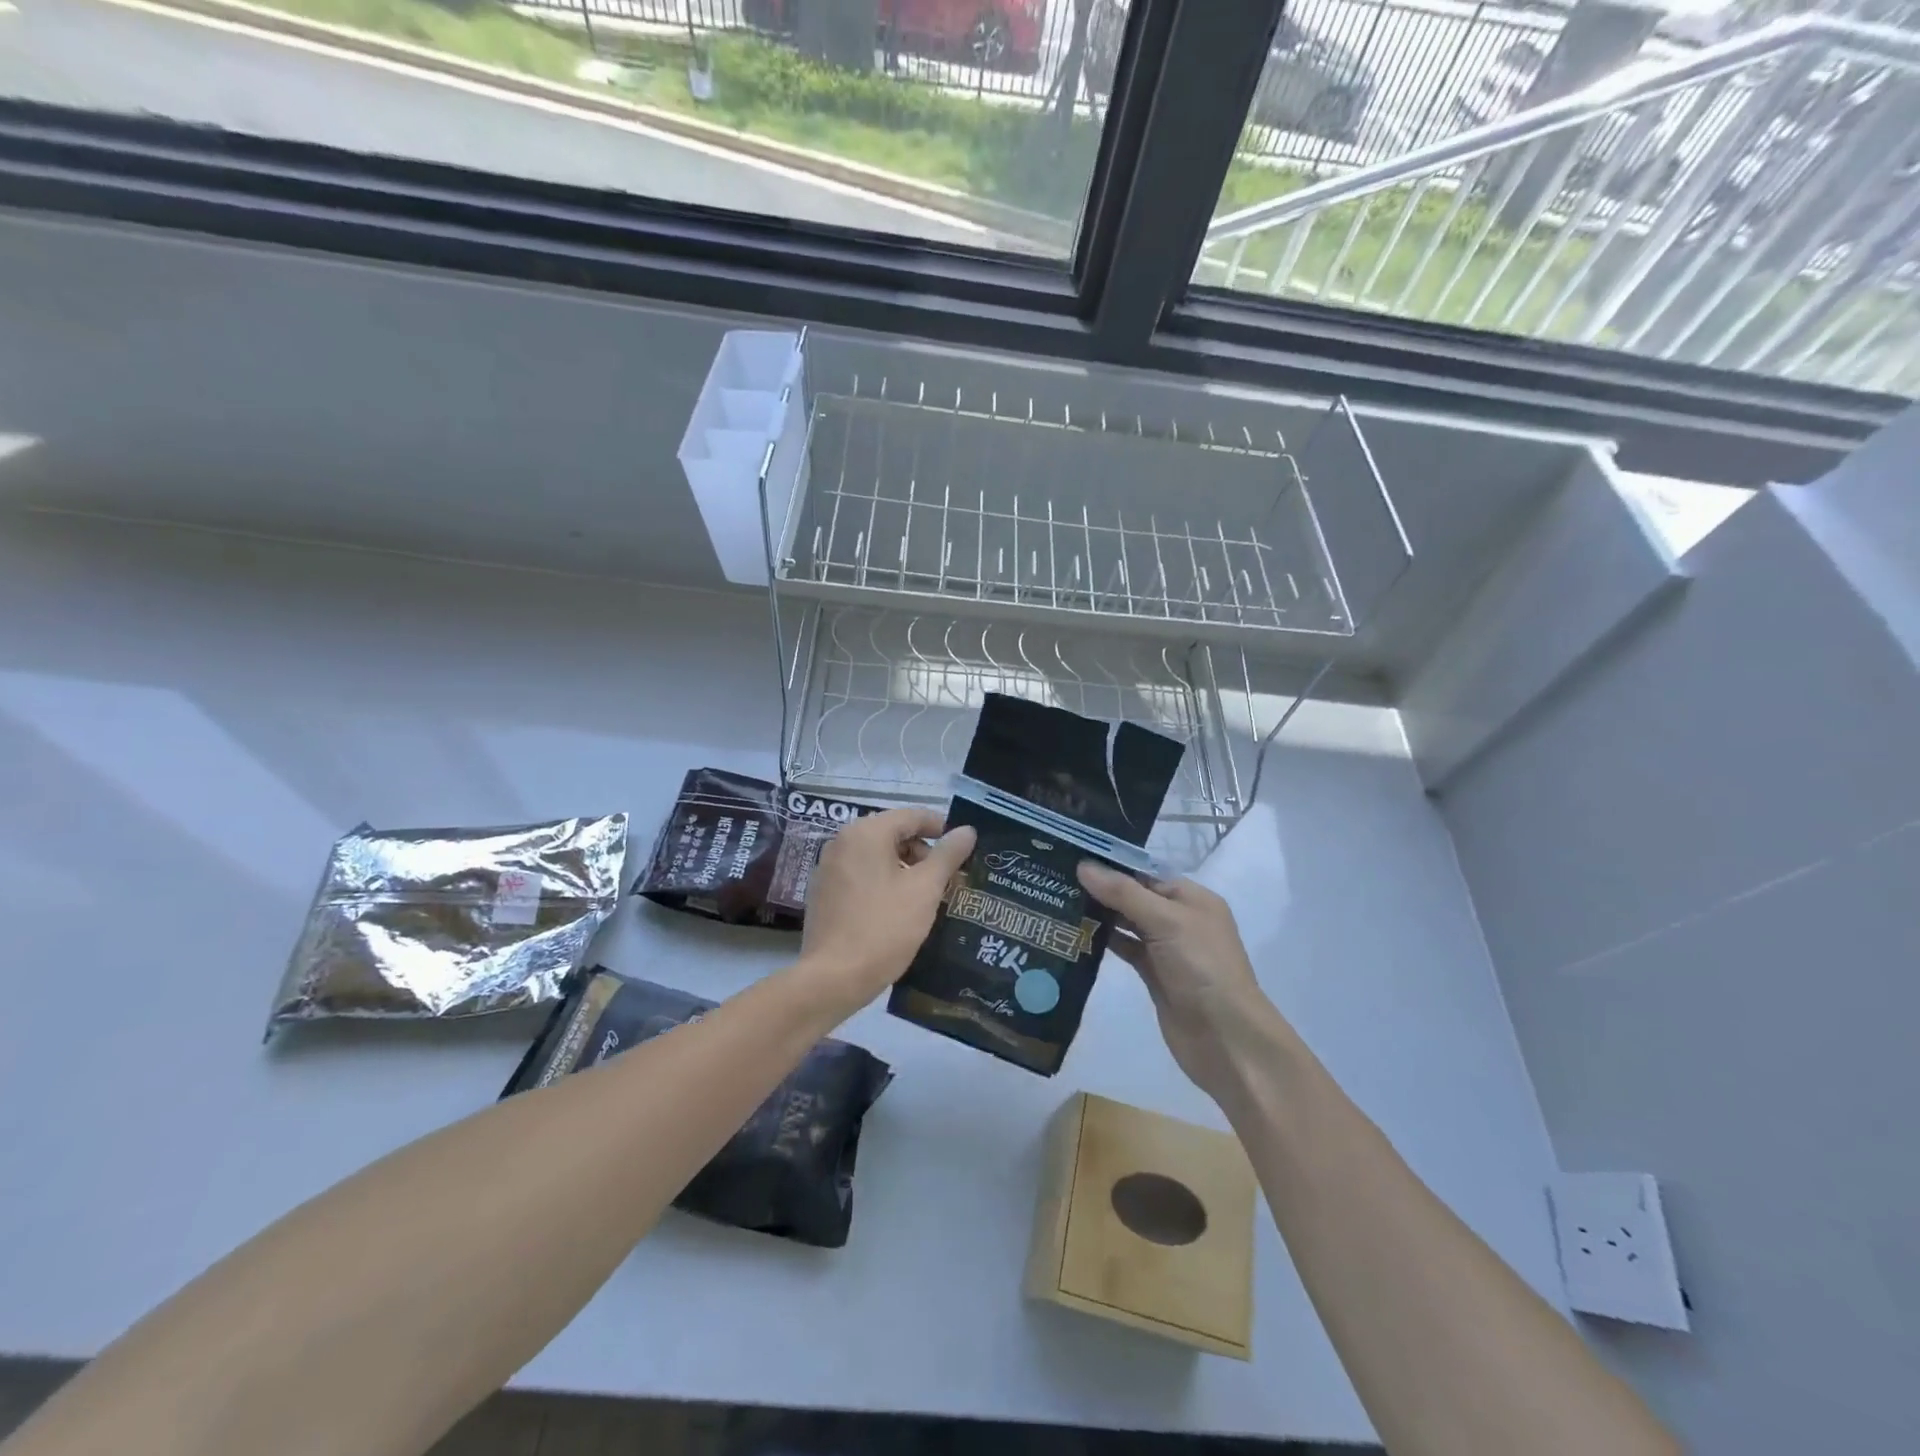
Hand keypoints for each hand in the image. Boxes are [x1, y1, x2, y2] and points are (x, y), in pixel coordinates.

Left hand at [796, 808, 975, 1018]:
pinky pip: (861, 874)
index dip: (941, 828)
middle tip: (948, 877)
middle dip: (923, 851)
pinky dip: (883, 881)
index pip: (911, 816)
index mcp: (866, 832)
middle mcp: (842, 841)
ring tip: (927, 895)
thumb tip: (967, 830)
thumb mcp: (925, 890)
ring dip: (904, 867)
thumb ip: (948, 855)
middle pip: (892, 833)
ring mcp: (828, 867)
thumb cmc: (884, 928)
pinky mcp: (823, 892)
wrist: (833, 978)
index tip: (963, 847)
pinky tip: (898, 908)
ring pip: (876, 855)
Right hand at [1077, 861, 1291, 1105]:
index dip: (1112, 864)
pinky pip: (1125, 948)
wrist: (1225, 1038)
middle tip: (1055, 877)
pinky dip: (1103, 941)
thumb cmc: (1202, 968)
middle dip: (1100, 888)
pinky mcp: (1154, 975)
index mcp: (1192, 898)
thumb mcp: (1166, 921)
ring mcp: (1166, 948)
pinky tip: (1075, 933)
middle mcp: (1180, 919)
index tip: (1072, 856)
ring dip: (1098, 914)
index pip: (1145, 871)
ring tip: (1057, 901)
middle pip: (1134, 896)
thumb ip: (1124, 893)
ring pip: (1127, 923)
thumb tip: (1084, 866)